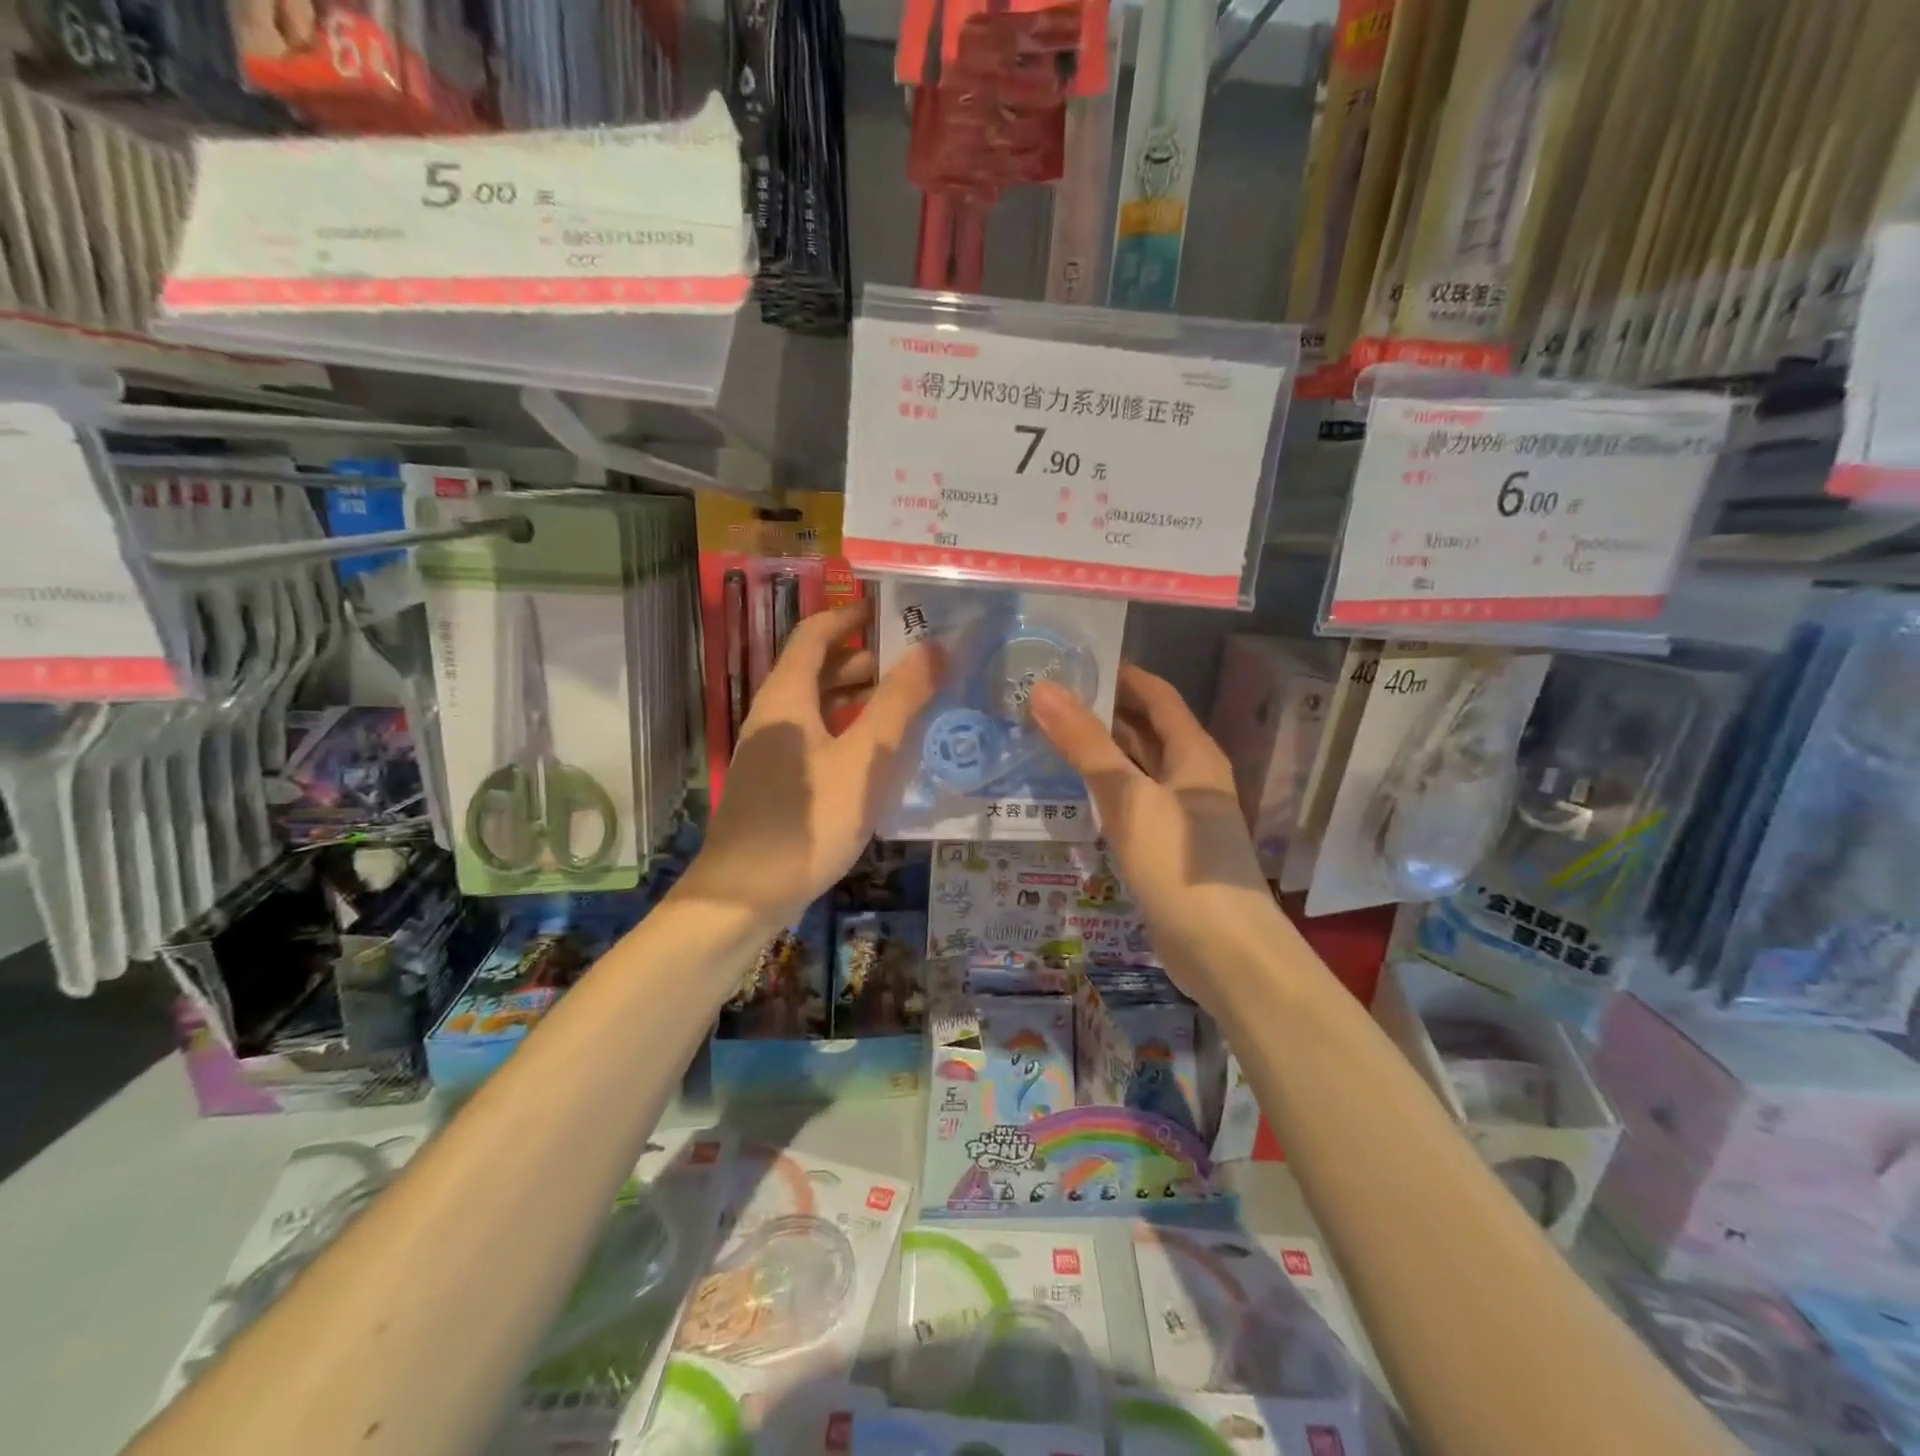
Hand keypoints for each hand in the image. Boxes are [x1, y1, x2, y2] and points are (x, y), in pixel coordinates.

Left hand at [683, 603, 941, 921]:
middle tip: (912, 665)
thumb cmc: (809, 819)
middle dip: (861, 660)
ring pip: (816, 708)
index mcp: (786, 696)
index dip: (848, 618)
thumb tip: (934, 647)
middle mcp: (773, 716)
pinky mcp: (776, 784)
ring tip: (904, 706)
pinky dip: (845, 731)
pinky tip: (875, 756)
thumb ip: (900, 702)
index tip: (888, 612)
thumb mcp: (865, 758)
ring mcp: (771, 753)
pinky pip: (815, 739)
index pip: (814, 635)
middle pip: (815, 670)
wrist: (746, 895)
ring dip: (856, 699)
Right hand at [1029, 665, 1274, 1004]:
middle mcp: (1190, 777)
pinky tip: (1070, 796)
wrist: (1222, 950)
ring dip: (1100, 754)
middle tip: (1048, 700)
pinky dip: (1103, 793)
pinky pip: (1131, 806)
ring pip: (1136, 770)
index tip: (1074, 663)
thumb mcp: (1128, 797)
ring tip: (1048, 738)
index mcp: (1193, 754)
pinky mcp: (1165, 850)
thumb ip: (1085, 744)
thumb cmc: (1178, 862)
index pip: (1156, 696)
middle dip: (1103, 713)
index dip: (1122, 675)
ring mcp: (1179, 816)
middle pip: (1146, 731)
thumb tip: (1043, 689)